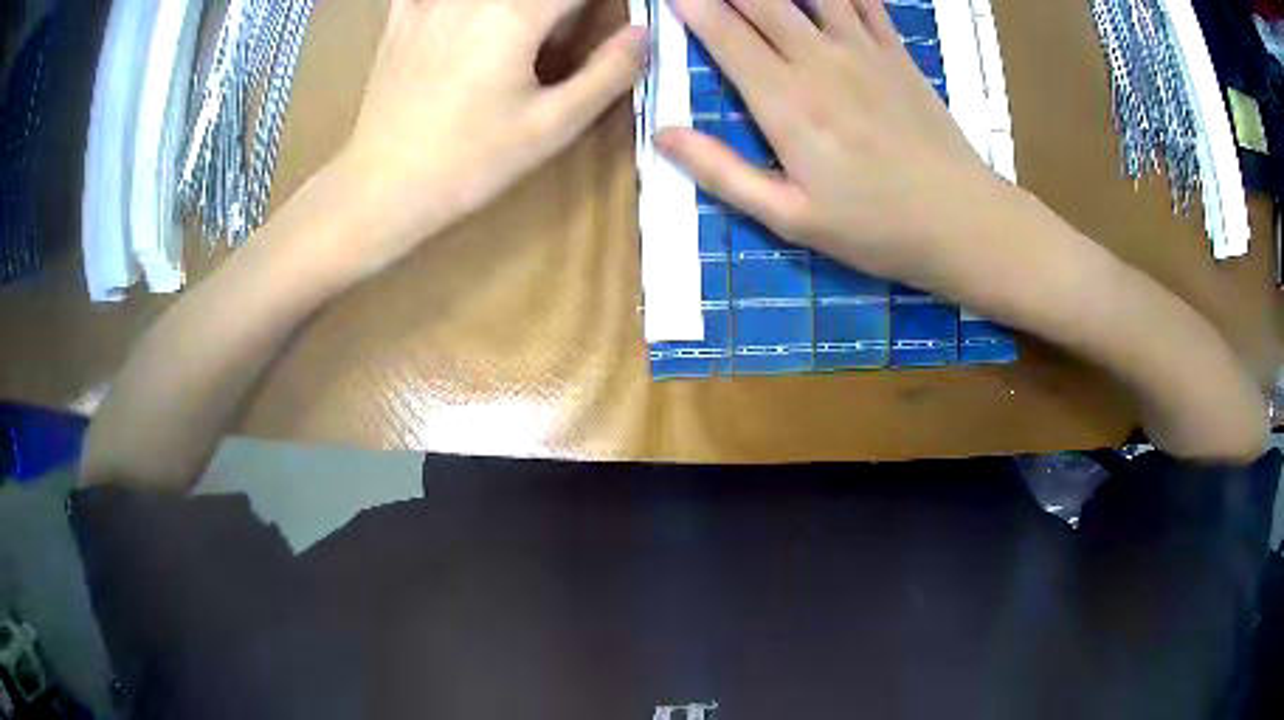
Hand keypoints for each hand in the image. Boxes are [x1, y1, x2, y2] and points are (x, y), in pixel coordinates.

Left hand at [330, 0, 646, 280]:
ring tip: (522, 38)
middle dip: (561, 11)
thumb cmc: (471, 163)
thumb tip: (643, 32)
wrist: (382, 188)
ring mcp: (430, 2)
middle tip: (560, 40)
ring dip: (517, 9)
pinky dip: (458, 4)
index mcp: (515, 14)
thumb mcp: (553, 126)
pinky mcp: (401, 18)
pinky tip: (466, 20)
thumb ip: (609, 72)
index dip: (603, 3)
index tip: (607, 24)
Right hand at [656, 0, 1008, 285]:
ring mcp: (862, 50)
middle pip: (761, 0)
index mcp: (785, 103)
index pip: (725, 34)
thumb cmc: (875, 227)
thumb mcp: (790, 218)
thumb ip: (723, 173)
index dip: (692, 5)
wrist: (960, 221)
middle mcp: (819, 61)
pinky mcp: (895, 51)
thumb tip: (663, 135)